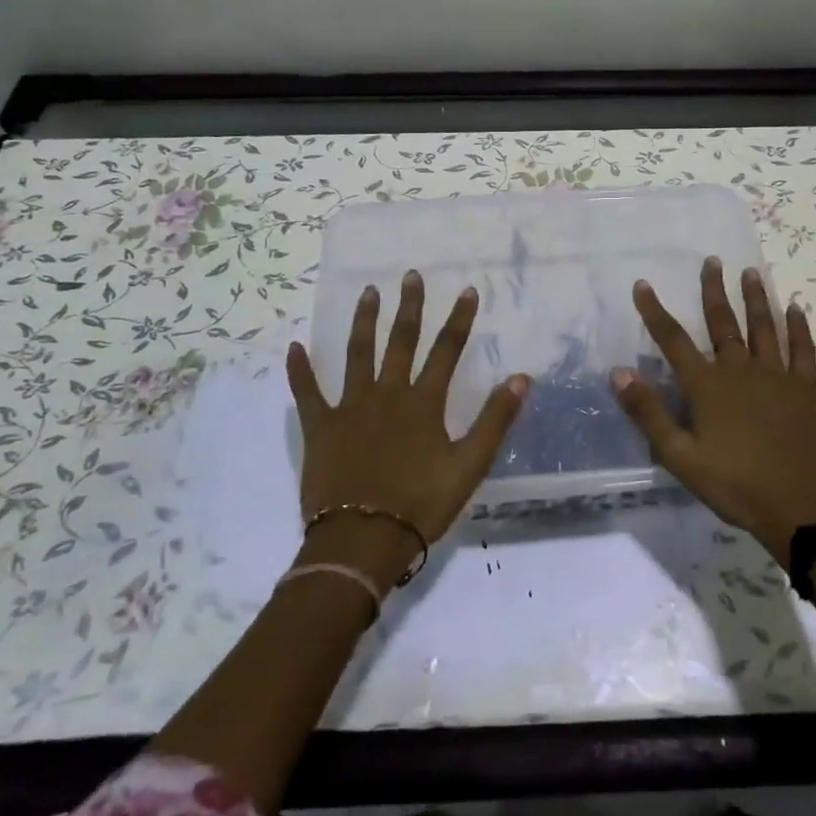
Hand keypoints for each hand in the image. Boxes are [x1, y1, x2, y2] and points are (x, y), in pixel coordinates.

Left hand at [285, 271, 528, 586]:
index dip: (458, 320)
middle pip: (400, 342)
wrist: (362, 539)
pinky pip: (307, 393)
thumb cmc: (421, 504)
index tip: (466, 290)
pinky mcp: (321, 428)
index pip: (446, 351)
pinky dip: (300, 370)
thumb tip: (521, 378)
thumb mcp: (470, 465)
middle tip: (410, 276)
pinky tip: (294, 347)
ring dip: (363, 322)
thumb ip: (495, 419)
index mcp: (423, 403)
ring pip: (357, 355)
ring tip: (368, 292)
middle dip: (409, 308)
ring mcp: (350, 408)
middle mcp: (387, 394)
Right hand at [612, 257, 815, 564]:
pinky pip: (802, 350)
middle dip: (713, 291)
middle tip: (712, 261)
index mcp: (707, 387)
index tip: (643, 284)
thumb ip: (649, 414)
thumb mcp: (680, 458)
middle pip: (723, 323)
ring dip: (755, 298)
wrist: (799, 509)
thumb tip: (618, 372)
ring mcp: (777, 377)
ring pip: (764, 327)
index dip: (655, 311)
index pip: (673, 340)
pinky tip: (796, 308)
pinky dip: (799, 327)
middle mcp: (740, 371)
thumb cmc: (734, 485)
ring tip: (749, 272)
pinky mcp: (805, 390)